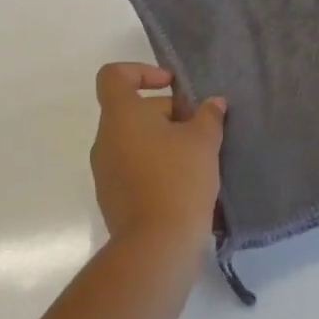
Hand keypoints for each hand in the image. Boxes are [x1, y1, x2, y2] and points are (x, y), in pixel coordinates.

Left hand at [89, 63, 225, 254]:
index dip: (141, 71)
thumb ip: (208, 116)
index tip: (171, 86)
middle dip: (167, 113)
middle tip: (200, 130)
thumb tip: (213, 104)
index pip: (114, 75)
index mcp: (120, 115)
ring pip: (134, 141)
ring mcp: (104, 171)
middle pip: (132, 110)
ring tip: (197, 158)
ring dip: (163, 142)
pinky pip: (133, 168)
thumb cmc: (178, 179)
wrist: (156, 246)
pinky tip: (185, 184)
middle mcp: (104, 139)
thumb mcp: (203, 141)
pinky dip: (155, 166)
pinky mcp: (112, 198)